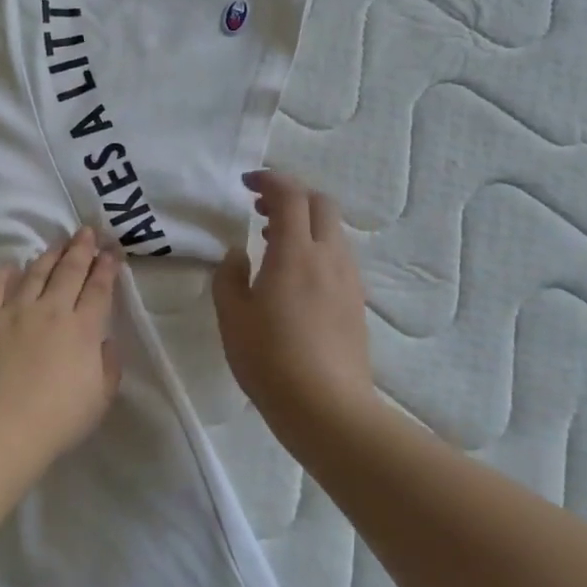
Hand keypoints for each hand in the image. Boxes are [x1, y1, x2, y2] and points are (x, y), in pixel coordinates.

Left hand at [0, 229, 121, 464]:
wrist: (1, 427)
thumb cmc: (57, 420)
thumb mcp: (100, 398)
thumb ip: (108, 365)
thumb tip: (105, 341)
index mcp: (83, 330)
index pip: (99, 290)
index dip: (107, 268)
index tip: (112, 252)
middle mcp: (51, 311)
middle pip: (68, 272)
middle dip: (81, 249)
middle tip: (87, 232)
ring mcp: (14, 312)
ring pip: (34, 273)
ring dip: (48, 255)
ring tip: (57, 243)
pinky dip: (2, 274)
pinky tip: (8, 266)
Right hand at [213, 171, 377, 457]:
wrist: (326, 406)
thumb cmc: (269, 359)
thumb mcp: (232, 316)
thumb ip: (229, 276)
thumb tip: (239, 254)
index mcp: (296, 253)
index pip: (290, 196)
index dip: (269, 180)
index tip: (246, 184)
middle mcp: (329, 257)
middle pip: (321, 204)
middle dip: (292, 196)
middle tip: (261, 210)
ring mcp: (349, 280)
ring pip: (333, 231)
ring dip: (305, 224)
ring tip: (274, 245)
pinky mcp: (356, 302)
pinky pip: (338, 258)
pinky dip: (316, 249)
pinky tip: (294, 277)